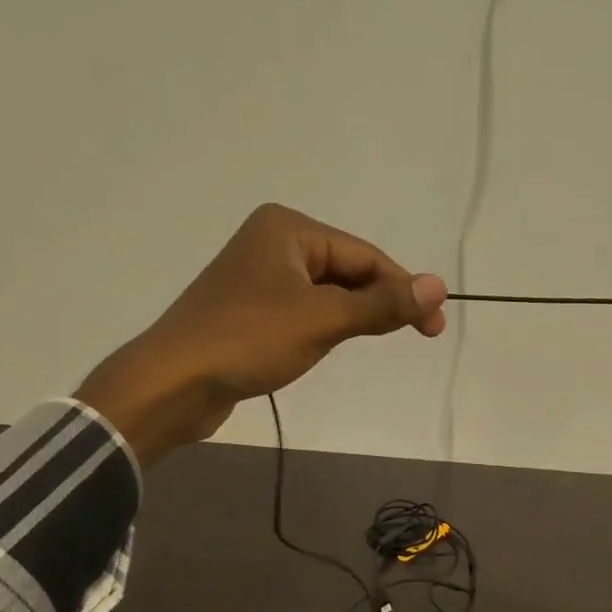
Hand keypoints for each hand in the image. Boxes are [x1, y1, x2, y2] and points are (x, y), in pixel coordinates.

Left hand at [77, 204, 446, 464]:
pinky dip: (325, 327)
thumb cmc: (248, 340)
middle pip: (347, 271)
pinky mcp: (249, 311)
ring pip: (326, 294)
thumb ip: (381, 304)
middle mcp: (272, 243)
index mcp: (288, 229)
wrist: (173, 383)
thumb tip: (439, 286)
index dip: (404, 289)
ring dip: (354, 316)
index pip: (364, 255)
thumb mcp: (322, 320)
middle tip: (418, 335)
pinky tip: (332, 346)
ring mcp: (258, 278)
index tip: (435, 326)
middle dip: (379, 302)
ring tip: (374, 341)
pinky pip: (303, 311)